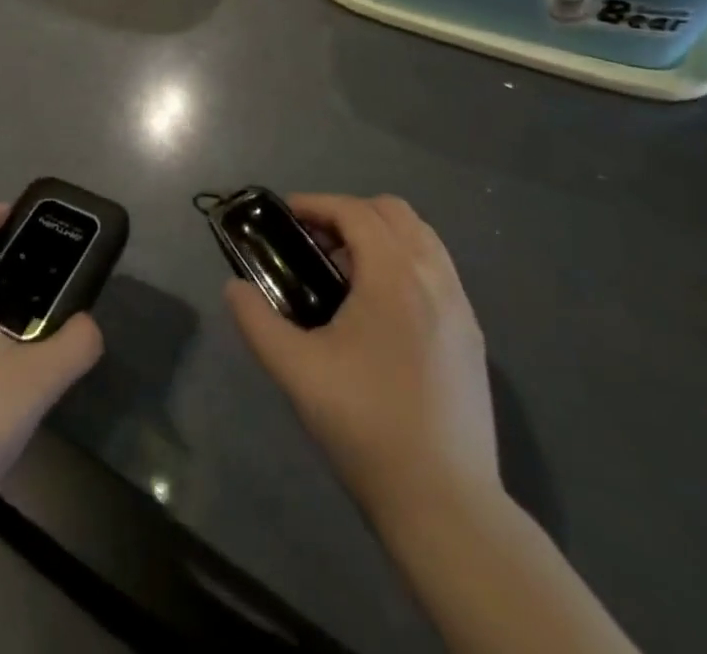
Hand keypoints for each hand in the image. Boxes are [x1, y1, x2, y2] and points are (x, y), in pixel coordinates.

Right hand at [226, 194, 499, 534]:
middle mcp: (434, 278)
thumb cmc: (365, 425)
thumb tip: (234, 288)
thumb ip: (256, 320)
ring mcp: (461, 307)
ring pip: (422, 238)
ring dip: (381, 235)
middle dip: (350, 213)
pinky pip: (438, 270)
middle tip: (315, 243)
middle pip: (393, 212)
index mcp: (394, 276)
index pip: (355, 212)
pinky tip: (381, 308)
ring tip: (346, 272)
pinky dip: (406, 262)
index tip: (286, 216)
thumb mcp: (295, 370)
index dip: (317, 204)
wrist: (445, 503)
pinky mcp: (472, 336)